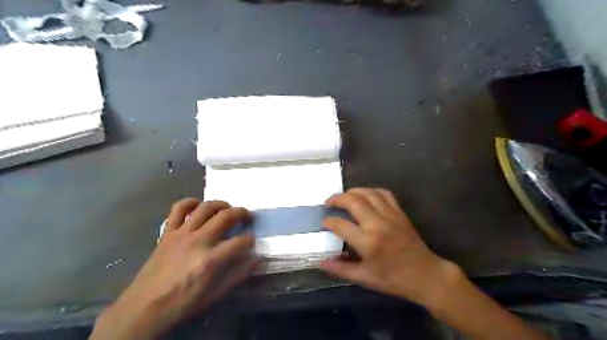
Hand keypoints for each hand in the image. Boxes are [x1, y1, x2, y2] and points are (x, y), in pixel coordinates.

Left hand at [90, 199, 257, 339]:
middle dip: (242, 213)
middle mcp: (198, 240)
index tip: (252, 241)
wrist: (144, 308)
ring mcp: (182, 233)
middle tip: (247, 217)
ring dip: (221, 204)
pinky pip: (178, 209)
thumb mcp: (215, 295)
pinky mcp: (168, 232)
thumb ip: (238, 275)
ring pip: (206, 207)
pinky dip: (190, 202)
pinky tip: (198, 206)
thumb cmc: (182, 303)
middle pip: (226, 216)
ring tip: (227, 209)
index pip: (240, 242)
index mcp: (211, 260)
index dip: (250, 239)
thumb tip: (256, 259)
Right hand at [320, 187, 456, 308]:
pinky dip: (372, 191)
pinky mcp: (399, 213)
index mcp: (368, 242)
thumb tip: (319, 263)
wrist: (425, 275)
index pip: (340, 225)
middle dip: (337, 198)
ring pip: (368, 193)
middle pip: (353, 201)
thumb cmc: (393, 279)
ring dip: (353, 191)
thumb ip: (340, 269)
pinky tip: (365, 196)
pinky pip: (384, 194)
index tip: (323, 223)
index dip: (328, 221)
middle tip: (328, 202)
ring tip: (344, 196)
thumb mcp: (365, 278)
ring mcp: (390, 215)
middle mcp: (378, 224)